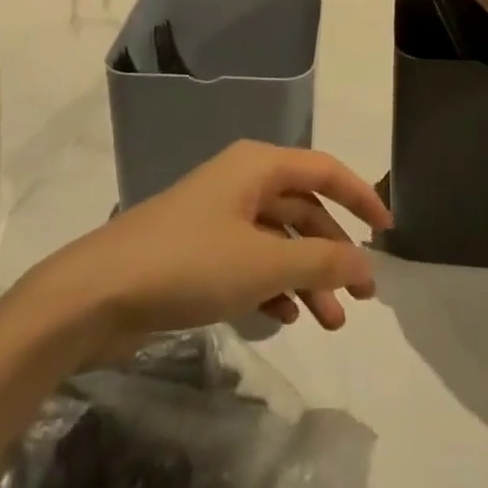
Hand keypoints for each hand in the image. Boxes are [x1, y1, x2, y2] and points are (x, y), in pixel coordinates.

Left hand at [20, 141, 390, 353]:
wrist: (98, 292)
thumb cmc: (188, 262)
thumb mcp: (262, 262)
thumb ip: (321, 260)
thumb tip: (369, 264)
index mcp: (258, 164)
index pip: (324, 169)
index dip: (360, 195)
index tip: (388, 231)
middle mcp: (241, 180)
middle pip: (303, 207)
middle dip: (334, 250)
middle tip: (362, 297)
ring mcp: (219, 215)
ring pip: (279, 239)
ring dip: (307, 275)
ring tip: (331, 323)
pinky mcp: (200, 249)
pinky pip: (253, 259)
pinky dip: (275, 283)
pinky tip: (287, 317)